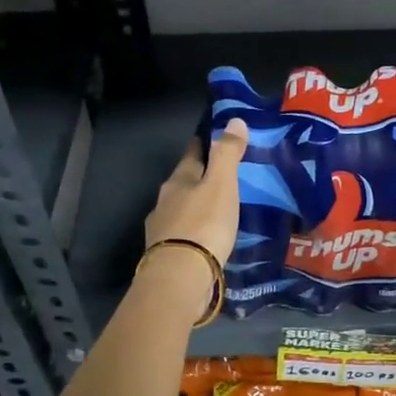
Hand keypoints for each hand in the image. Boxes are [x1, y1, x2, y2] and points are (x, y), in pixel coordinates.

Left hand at [143, 118, 247, 269]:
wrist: (179, 275)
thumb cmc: (204, 224)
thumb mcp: (222, 184)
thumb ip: (227, 153)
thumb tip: (234, 120)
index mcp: (178, 179)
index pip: (192, 154)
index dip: (204, 144)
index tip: (214, 139)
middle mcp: (165, 200)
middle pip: (184, 182)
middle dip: (199, 178)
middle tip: (222, 178)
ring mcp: (161, 227)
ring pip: (181, 209)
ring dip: (195, 206)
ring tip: (216, 210)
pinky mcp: (164, 252)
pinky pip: (182, 233)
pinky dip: (193, 231)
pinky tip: (205, 238)